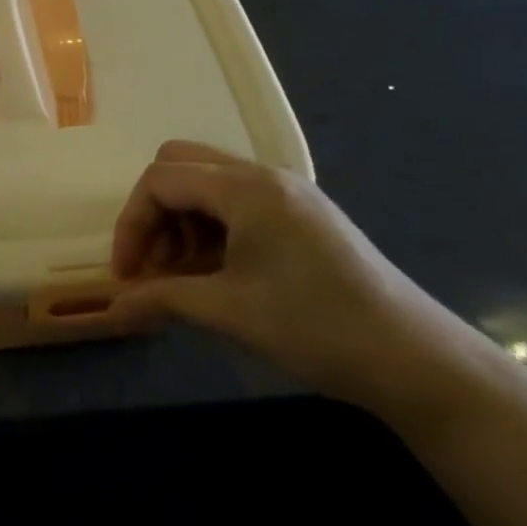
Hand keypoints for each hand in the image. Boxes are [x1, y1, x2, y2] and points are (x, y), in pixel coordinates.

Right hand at [108, 141, 486, 421]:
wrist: (414, 359)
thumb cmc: (314, 326)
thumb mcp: (229, 311)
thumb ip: (163, 299)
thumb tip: (112, 310)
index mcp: (245, 187)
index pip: (160, 180)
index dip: (132, 224)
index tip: (126, 276)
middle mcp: (263, 175)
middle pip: (181, 167)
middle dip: (154, 214)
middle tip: (154, 267)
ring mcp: (287, 193)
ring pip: (208, 184)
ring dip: (182, 223)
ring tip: (185, 279)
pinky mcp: (302, 216)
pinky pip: (238, 204)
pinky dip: (213, 230)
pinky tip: (219, 275)